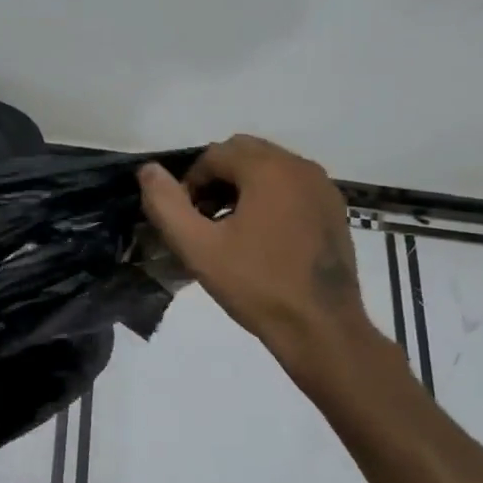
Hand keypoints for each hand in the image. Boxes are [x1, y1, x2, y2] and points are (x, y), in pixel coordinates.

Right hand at [139, 136, 387, 404]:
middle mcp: (300, 167)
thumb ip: (166, 205)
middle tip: (203, 220)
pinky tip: (260, 238)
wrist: (321, 329)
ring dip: (242, 187)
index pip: (214, 154)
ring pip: (269, 168)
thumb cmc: (256, 286)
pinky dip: (269, 198)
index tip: (185, 219)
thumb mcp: (198, 248)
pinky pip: (291, 187)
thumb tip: (148, 171)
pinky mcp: (334, 209)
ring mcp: (322, 187)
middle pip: (244, 153)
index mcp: (269, 169)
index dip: (190, 182)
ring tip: (228, 229)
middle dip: (216, 179)